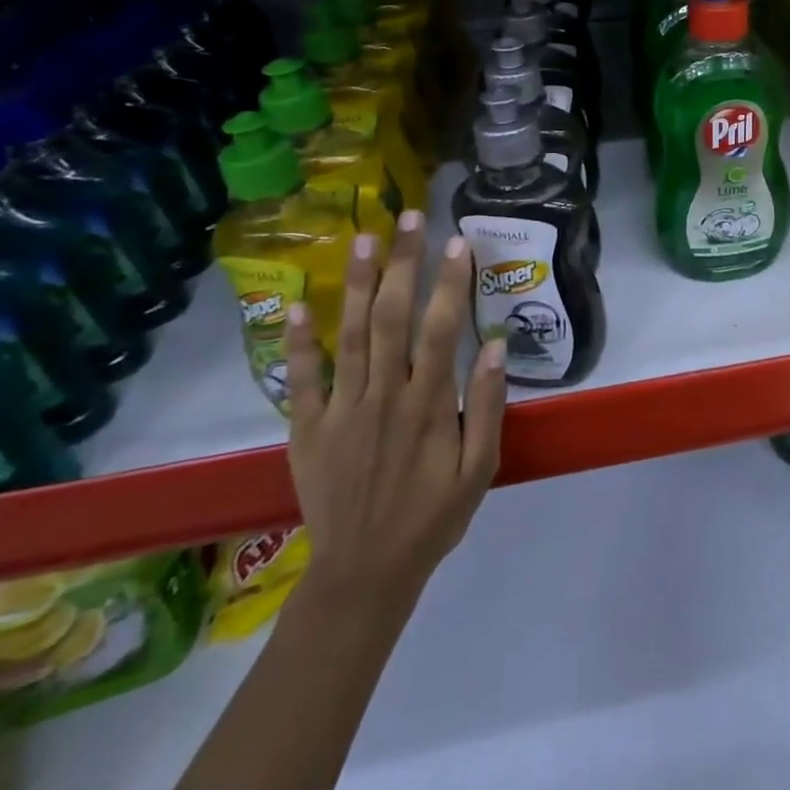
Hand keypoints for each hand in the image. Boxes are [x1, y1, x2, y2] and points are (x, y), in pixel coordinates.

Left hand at [282, 213, 506, 621]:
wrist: (364, 574)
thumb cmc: (433, 517)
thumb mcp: (480, 469)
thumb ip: (487, 405)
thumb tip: (492, 343)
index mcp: (428, 405)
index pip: (440, 328)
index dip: (450, 281)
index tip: (458, 240)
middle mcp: (383, 396)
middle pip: (391, 317)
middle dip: (402, 262)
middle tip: (409, 216)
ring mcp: (341, 410)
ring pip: (349, 335)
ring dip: (355, 283)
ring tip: (362, 237)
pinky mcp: (308, 429)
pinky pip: (302, 380)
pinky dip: (299, 342)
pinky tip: (297, 304)